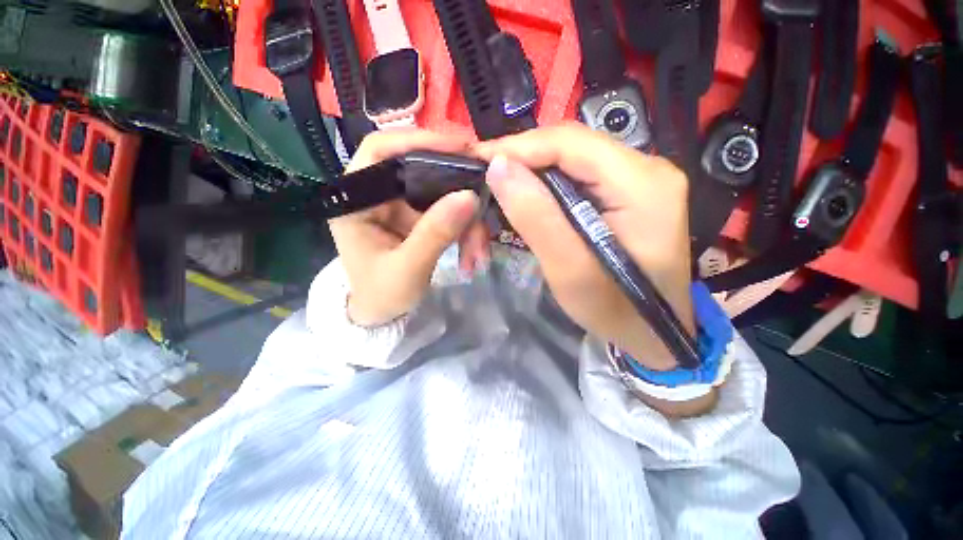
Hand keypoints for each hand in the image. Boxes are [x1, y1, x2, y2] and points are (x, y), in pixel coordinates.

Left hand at [330, 130, 488, 326]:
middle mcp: (380, 195)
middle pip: (423, 170)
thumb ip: (435, 233)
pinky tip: (474, 252)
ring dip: (467, 220)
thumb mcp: (407, 269)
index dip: (419, 140)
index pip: (381, 150)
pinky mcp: (420, 218)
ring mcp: (403, 206)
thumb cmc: (382, 295)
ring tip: (479, 251)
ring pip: (443, 194)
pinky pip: (449, 212)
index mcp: (357, 200)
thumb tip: (469, 196)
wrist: (383, 314)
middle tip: (486, 199)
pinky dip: (466, 229)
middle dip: (458, 189)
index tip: (460, 148)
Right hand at [475, 123, 694, 370]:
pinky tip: (526, 200)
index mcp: (642, 185)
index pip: (570, 143)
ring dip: (530, 174)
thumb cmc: (614, 311)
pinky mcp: (626, 192)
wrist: (651, 331)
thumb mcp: (570, 271)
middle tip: (483, 181)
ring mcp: (638, 179)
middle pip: (569, 147)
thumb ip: (536, 218)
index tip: (477, 161)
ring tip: (498, 192)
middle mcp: (646, 169)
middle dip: (520, 161)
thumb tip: (498, 168)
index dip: (518, 147)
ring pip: (569, 160)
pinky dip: (544, 186)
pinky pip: (576, 176)